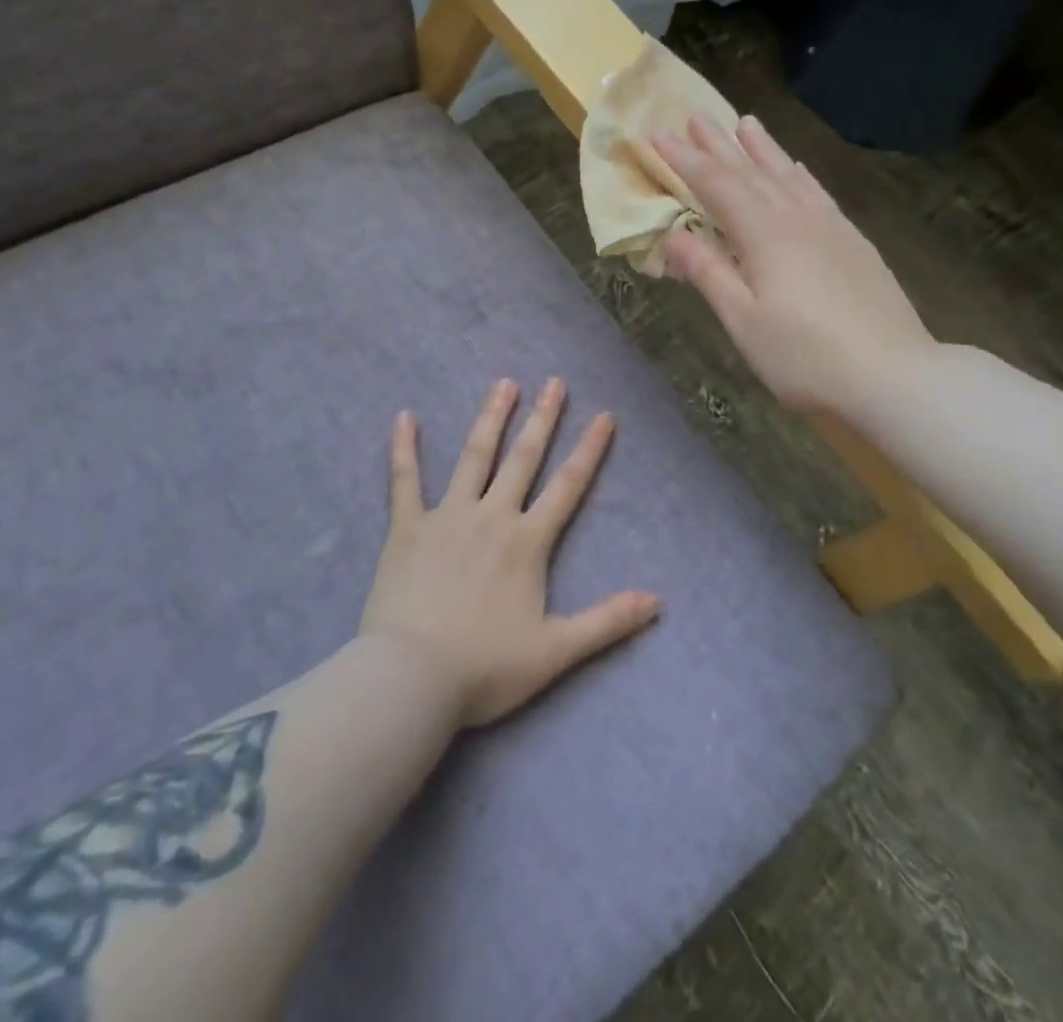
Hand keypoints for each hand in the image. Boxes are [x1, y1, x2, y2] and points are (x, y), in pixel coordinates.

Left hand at [360, 379, 659, 728]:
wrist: (413, 678)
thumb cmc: (486, 667)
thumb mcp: (556, 651)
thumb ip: (607, 622)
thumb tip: (658, 602)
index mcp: (527, 542)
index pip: (567, 487)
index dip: (589, 451)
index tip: (603, 416)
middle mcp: (492, 516)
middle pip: (523, 459)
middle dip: (542, 419)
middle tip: (554, 382)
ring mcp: (447, 517)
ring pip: (474, 457)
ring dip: (491, 418)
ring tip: (504, 384)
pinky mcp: (407, 527)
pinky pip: (404, 479)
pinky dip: (405, 448)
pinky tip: (405, 417)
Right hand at [652, 115, 933, 419]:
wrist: (893, 374)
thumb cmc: (805, 356)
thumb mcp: (744, 321)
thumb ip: (709, 273)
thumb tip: (672, 234)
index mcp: (764, 235)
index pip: (716, 186)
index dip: (684, 160)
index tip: (657, 135)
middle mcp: (796, 218)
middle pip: (751, 172)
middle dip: (719, 144)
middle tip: (694, 115)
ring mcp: (830, 227)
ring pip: (787, 175)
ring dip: (762, 149)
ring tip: (745, 122)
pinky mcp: (853, 242)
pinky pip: (817, 192)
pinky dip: (799, 174)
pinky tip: (796, 167)